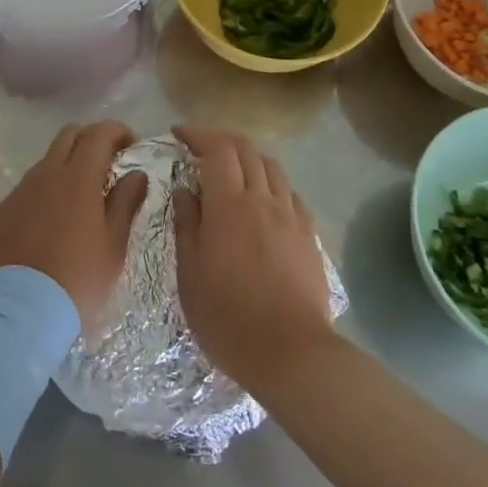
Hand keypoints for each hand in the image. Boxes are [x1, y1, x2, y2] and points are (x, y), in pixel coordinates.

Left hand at [0, 121, 147, 329]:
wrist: (19, 312)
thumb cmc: (78, 280)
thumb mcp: (113, 246)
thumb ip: (125, 203)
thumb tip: (136, 174)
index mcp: (77, 178)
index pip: (99, 134)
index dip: (118, 131)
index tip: (132, 144)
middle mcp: (45, 175)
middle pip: (69, 135)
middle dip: (92, 139)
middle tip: (109, 163)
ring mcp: (19, 192)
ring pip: (47, 162)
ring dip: (67, 166)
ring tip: (82, 198)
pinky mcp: (1, 213)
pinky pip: (28, 190)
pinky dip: (46, 192)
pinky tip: (53, 223)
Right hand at [172, 125, 333, 392]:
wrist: (291, 352)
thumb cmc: (228, 316)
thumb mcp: (190, 274)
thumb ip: (187, 224)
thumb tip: (184, 189)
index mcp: (229, 204)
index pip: (217, 149)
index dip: (197, 134)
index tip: (178, 133)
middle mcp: (263, 199)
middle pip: (246, 150)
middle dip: (221, 139)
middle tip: (200, 147)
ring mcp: (291, 215)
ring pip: (272, 167)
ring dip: (248, 158)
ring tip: (231, 171)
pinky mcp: (309, 235)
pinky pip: (290, 193)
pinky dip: (271, 183)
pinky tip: (263, 201)